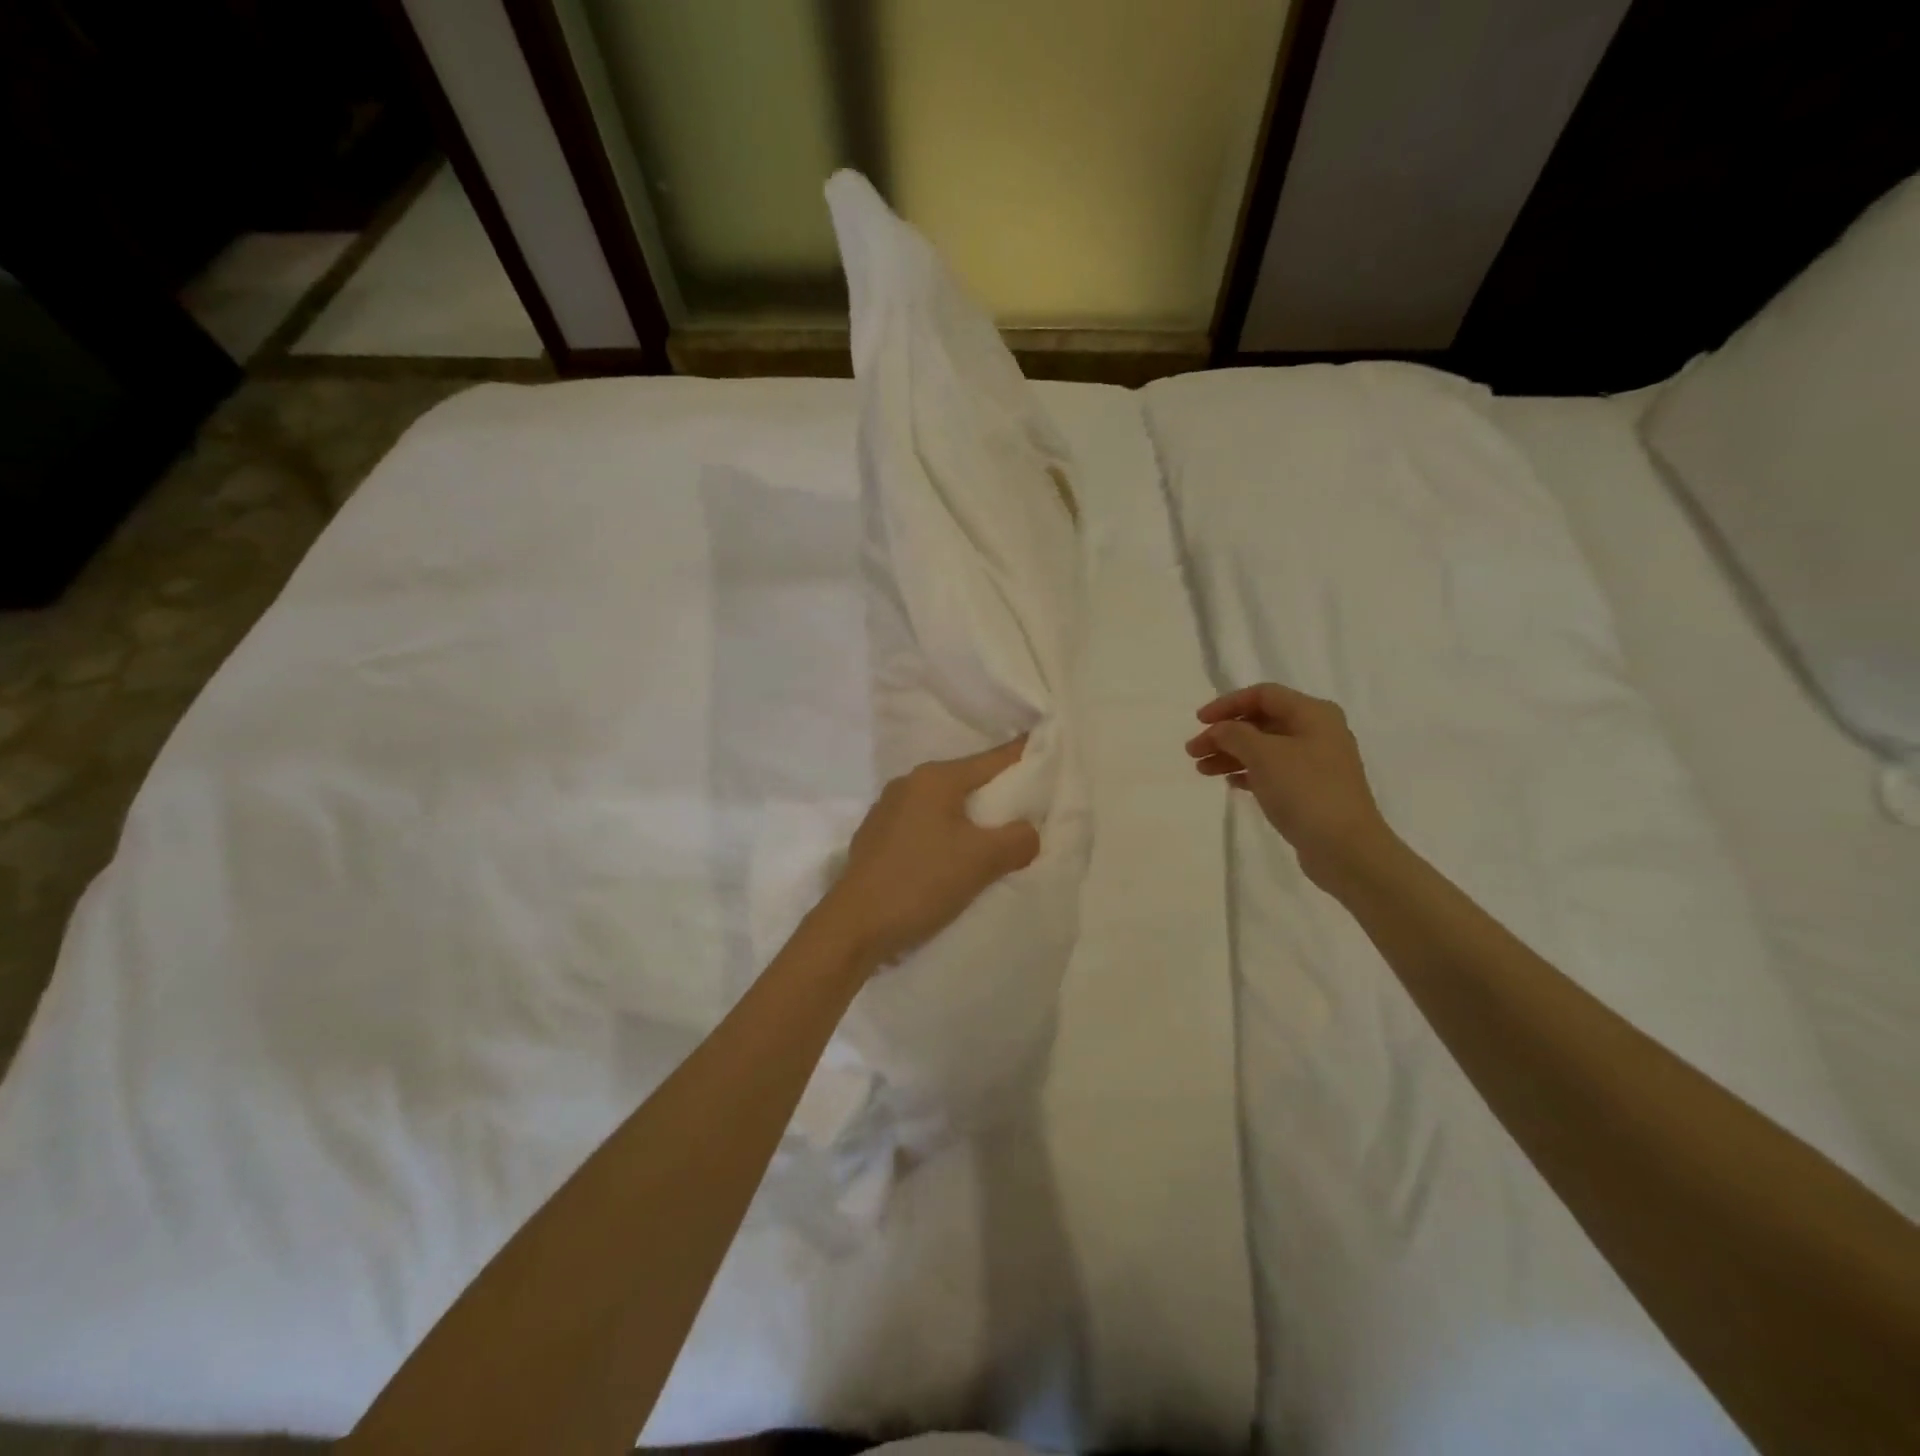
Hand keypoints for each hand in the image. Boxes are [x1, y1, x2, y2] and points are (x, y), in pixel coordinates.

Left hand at [813, 738, 1040, 971]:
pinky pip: (923, 826)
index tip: (1047, 748)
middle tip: (1030, 806)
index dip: (1023, 756)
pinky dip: (945, 834)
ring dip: (970, 818)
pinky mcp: (876, 838)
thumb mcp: (981, 860)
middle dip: (997, 793)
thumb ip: (1018, 839)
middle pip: (967, 781)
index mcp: (935, 779)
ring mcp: (887, 811)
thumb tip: (1028, 832)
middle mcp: (908, 784)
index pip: (991, 759)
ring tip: (996, 836)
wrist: (853, 926)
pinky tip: (954, 856)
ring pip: (944, 806)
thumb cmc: (921, 882)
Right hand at [1185, 683, 1396, 889]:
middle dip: (1225, 734)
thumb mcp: (1263, 755)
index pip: (1263, 695)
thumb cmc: (1305, 791)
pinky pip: (1273, 771)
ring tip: (1202, 770)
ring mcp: (1316, 763)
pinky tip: (1230, 783)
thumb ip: (1234, 734)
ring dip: (1231, 755)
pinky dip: (1249, 772)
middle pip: (1261, 722)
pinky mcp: (1311, 790)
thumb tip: (1219, 730)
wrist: (1345, 848)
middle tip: (1194, 751)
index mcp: (1313, 714)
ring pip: (1264, 749)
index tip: (1199, 721)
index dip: (1227, 704)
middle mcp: (1318, 732)